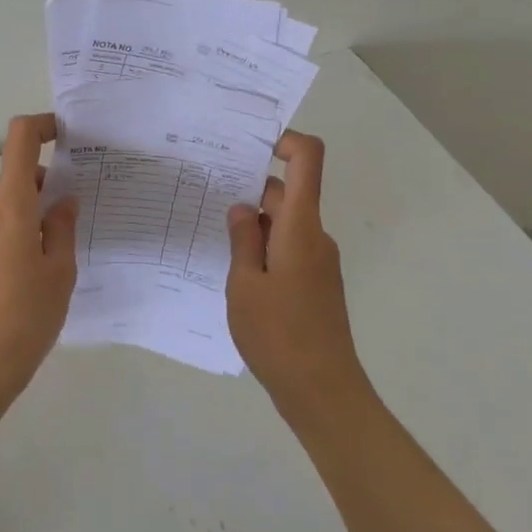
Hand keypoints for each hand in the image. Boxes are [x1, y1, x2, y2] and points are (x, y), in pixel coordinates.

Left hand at [0, 113, 79, 403]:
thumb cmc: (24, 317)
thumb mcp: (59, 272)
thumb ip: (62, 228)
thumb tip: (63, 200)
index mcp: (9, 206)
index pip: (19, 141)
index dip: (42, 126)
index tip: (67, 136)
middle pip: (15, 176)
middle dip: (46, 184)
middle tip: (77, 211)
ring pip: (5, 205)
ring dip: (31, 211)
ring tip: (59, 249)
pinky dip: (16, 232)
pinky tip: (33, 270)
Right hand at [226, 131, 369, 417]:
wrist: (323, 391)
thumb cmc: (278, 334)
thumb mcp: (245, 285)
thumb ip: (243, 240)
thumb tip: (244, 208)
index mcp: (300, 227)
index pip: (308, 160)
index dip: (286, 141)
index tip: (252, 146)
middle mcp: (315, 237)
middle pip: (290, 193)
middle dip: (252, 190)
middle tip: (208, 194)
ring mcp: (319, 262)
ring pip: (286, 224)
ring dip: (256, 225)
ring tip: (214, 237)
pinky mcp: (316, 284)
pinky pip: (289, 249)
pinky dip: (265, 249)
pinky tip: (237, 272)